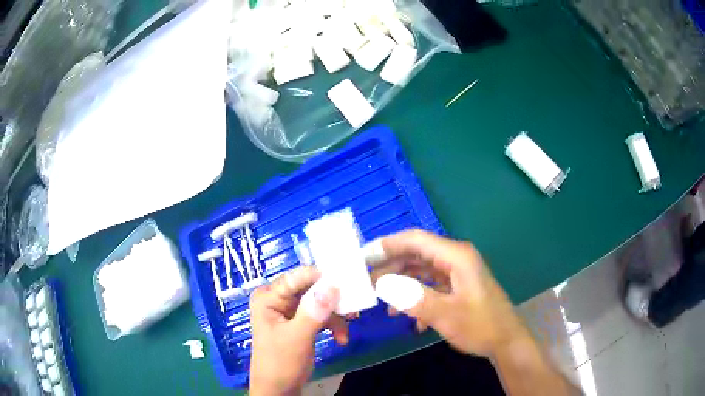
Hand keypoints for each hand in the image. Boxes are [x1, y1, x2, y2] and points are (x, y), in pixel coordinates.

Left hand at [249, 266, 348, 395]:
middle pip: (311, 289)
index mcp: (269, 297)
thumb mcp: (297, 337)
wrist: (279, 389)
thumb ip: (314, 311)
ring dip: (335, 318)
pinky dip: (332, 326)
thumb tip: (332, 285)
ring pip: (320, 303)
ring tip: (345, 333)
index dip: (322, 277)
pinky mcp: (300, 322)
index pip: (297, 277)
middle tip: (352, 309)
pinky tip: (341, 339)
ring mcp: (290, 311)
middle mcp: (278, 299)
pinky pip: (321, 316)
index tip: (347, 282)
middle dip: (332, 300)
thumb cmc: (280, 362)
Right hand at [370, 230, 530, 357]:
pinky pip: (431, 285)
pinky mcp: (459, 287)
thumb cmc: (480, 326)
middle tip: (368, 281)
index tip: (363, 256)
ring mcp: (458, 273)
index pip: (415, 240)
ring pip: (422, 270)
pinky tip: (409, 317)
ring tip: (382, 300)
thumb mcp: (445, 314)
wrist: (506, 342)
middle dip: (391, 266)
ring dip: (402, 283)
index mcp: (456, 256)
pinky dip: (416, 295)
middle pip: (417, 254)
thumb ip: (413, 298)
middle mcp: (457, 259)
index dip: (387, 245)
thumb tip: (381, 284)